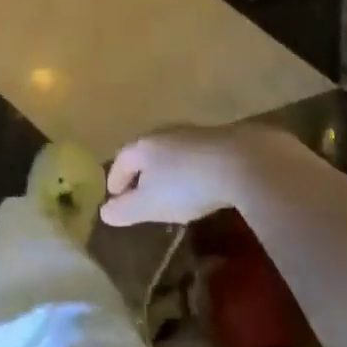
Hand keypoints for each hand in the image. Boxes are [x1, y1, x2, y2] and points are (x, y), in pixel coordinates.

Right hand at [101, 125, 297, 226]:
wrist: (242, 162)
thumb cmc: (186, 185)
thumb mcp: (150, 205)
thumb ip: (125, 210)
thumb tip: (103, 212)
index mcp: (142, 146)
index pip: (120, 161)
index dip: (115, 180)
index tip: (114, 197)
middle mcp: (164, 134)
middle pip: (144, 153)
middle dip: (139, 173)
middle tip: (139, 193)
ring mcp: (193, 134)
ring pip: (170, 152)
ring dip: (165, 170)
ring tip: (168, 190)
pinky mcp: (219, 140)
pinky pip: (194, 155)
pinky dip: (188, 169)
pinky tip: (198, 183)